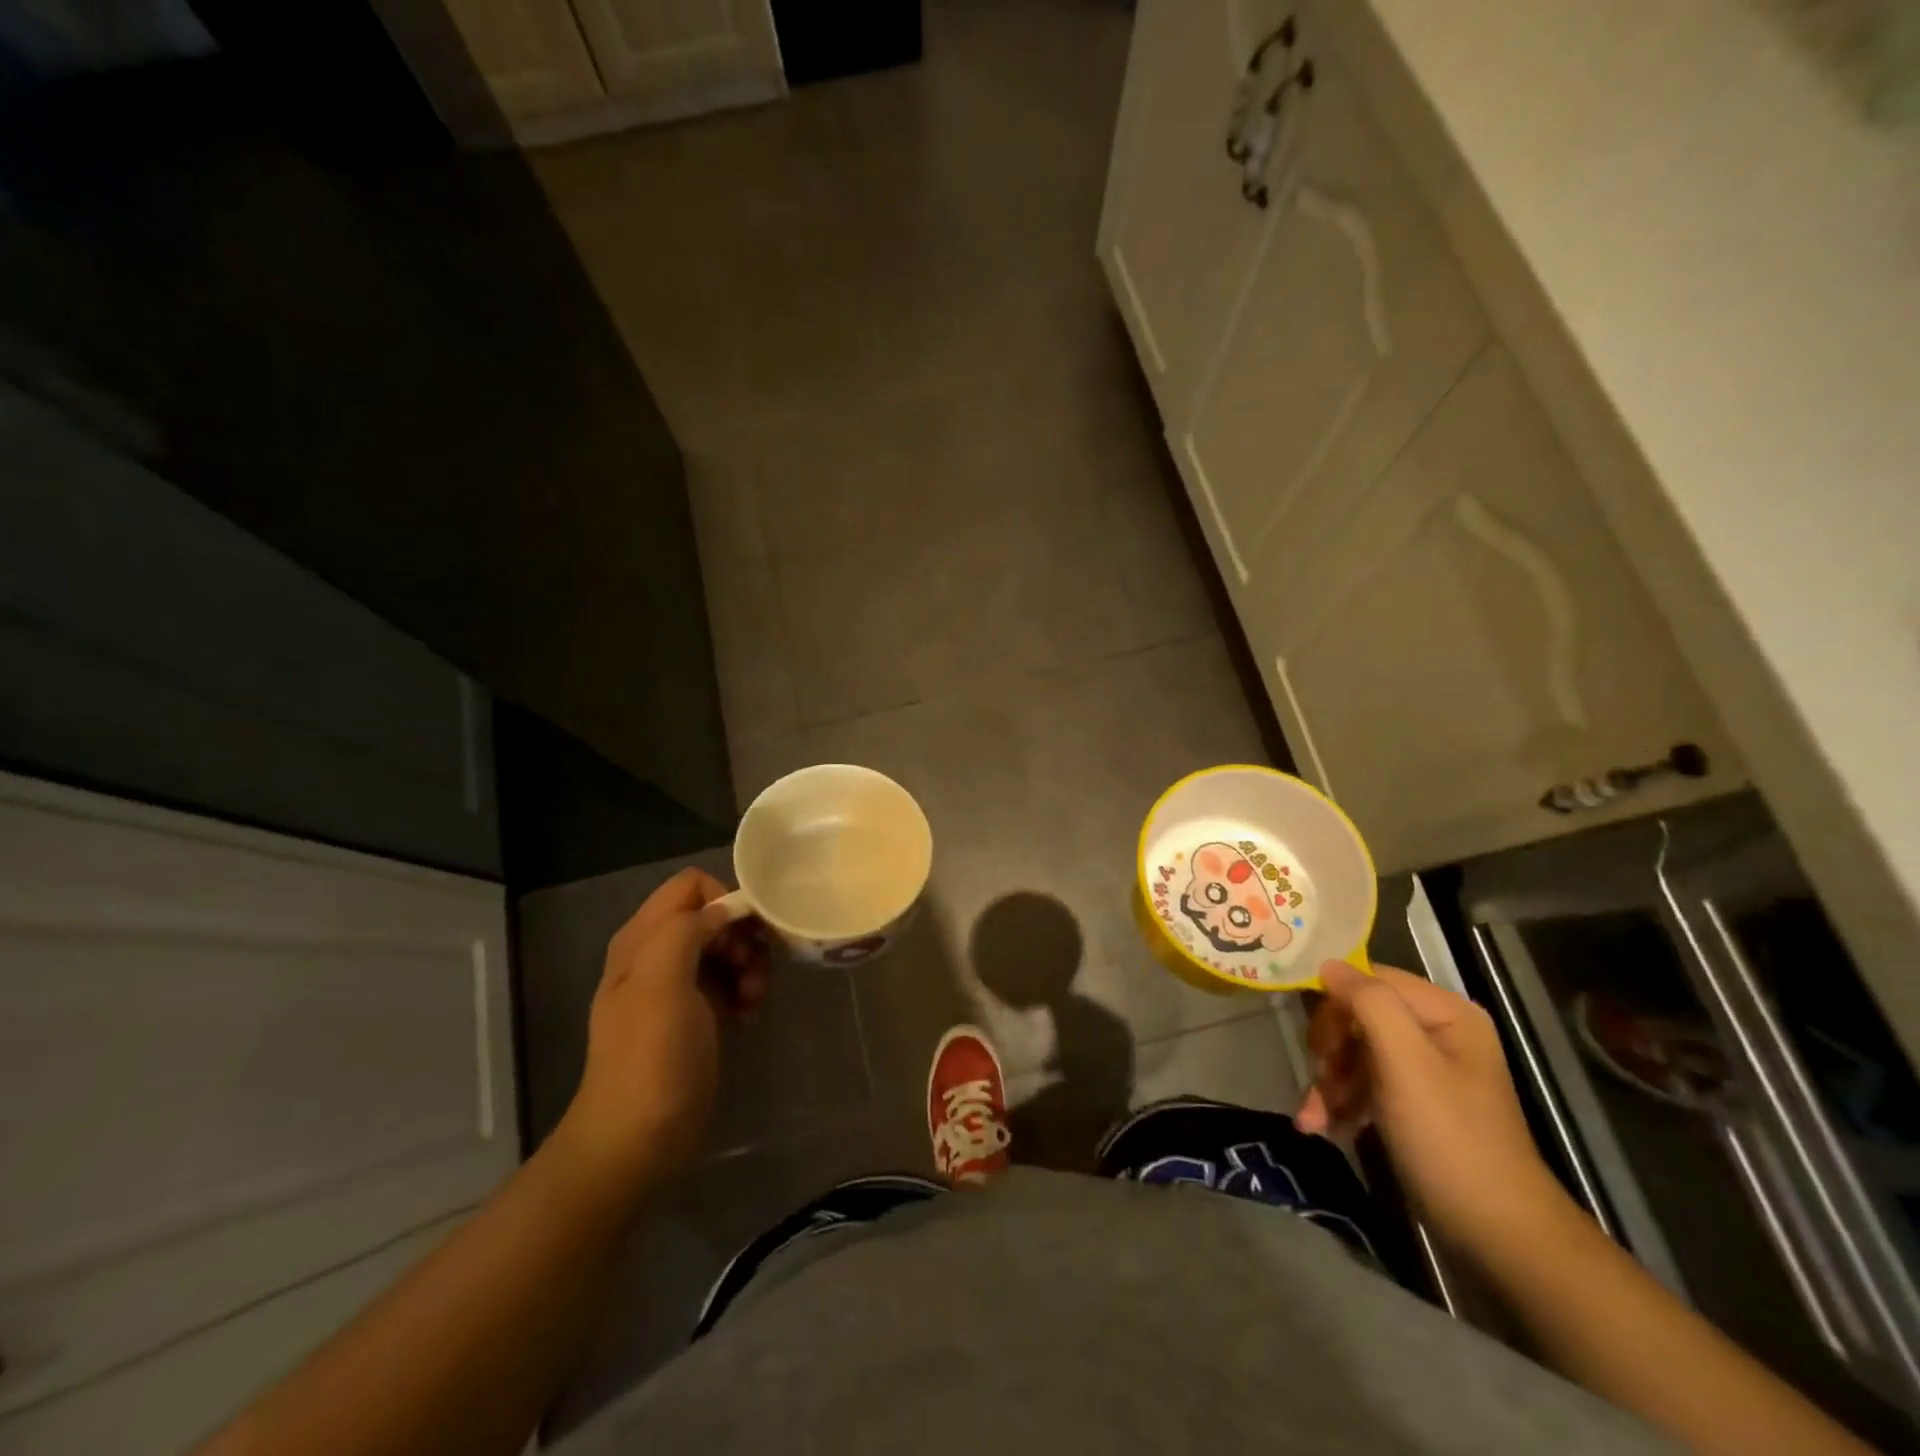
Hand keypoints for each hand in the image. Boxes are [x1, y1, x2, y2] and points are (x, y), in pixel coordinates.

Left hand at [556, 868, 770, 1190]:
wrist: (639, 1140)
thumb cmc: (651, 1056)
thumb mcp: (661, 982)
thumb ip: (687, 930)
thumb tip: (725, 910)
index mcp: (643, 939)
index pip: (691, 885)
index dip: (724, 899)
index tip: (747, 933)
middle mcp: (658, 954)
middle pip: (714, 916)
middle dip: (743, 936)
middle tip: (755, 970)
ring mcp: (678, 987)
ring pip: (727, 948)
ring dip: (750, 966)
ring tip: (755, 999)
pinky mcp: (697, 1016)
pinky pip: (730, 982)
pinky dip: (746, 991)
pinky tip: (750, 1016)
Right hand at [1296, 960, 1565, 1250]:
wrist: (1497, 1236)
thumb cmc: (1450, 1139)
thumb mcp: (1406, 1063)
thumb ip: (1368, 1003)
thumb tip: (1327, 964)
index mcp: (1445, 1012)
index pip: (1369, 979)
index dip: (1335, 1005)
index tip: (1318, 1047)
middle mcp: (1436, 1031)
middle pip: (1357, 1016)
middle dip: (1330, 1051)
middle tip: (1320, 1083)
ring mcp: (1424, 1068)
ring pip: (1353, 1051)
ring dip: (1328, 1082)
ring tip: (1314, 1119)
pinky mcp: (1412, 1101)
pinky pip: (1363, 1082)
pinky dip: (1340, 1102)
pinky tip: (1324, 1127)